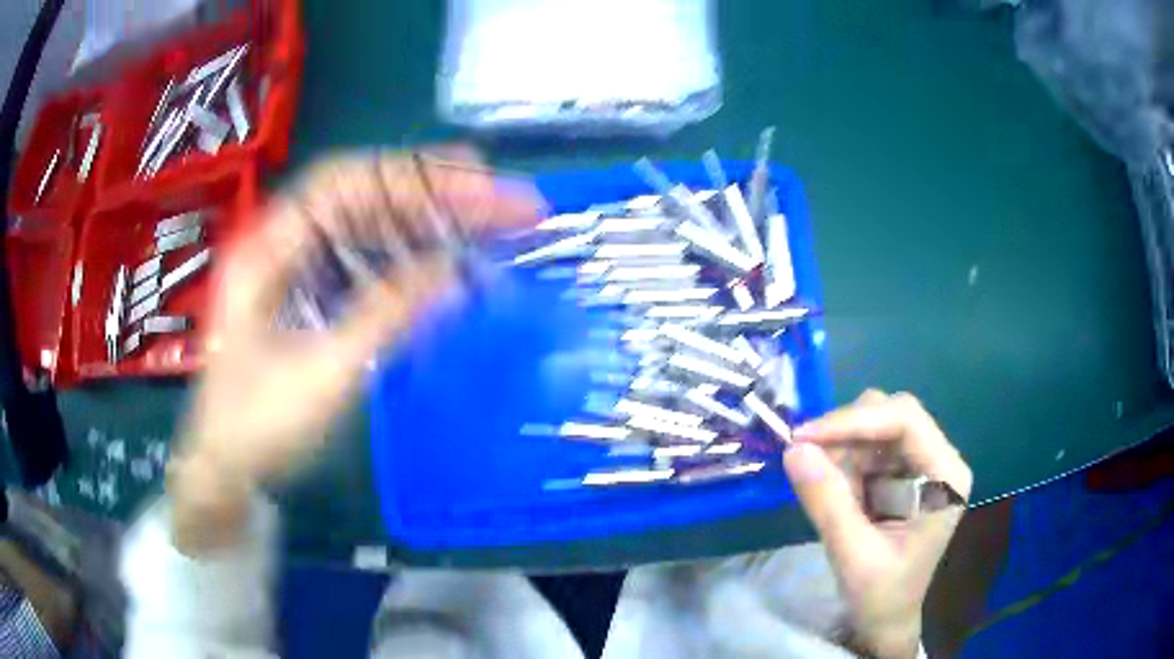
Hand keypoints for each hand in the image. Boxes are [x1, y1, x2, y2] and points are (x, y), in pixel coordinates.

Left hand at [167, 149, 542, 553]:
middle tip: (499, 202)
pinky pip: (361, 262)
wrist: (227, 470)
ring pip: (365, 228)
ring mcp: (294, 270)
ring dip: (424, 222)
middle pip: (363, 199)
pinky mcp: (308, 296)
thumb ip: (387, 317)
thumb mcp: (322, 374)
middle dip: (433, 195)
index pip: (345, 184)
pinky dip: (405, 257)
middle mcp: (280, 245)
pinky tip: (442, 260)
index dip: (410, 174)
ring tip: (485, 223)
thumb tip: (456, 274)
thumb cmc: (258, 426)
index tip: (475, 177)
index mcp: (267, 249)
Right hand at [783, 391, 972, 658]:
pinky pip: (867, 448)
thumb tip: (793, 449)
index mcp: (945, 477)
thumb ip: (827, 503)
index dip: (854, 421)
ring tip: (827, 490)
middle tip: (806, 457)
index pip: (906, 421)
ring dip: (843, 450)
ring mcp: (922, 465)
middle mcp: (939, 460)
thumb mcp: (852, 555)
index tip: (804, 437)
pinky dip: (843, 463)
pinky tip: (836, 493)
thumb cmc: (881, 596)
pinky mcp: (902, 473)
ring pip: (876, 426)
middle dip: (847, 433)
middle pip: (893, 414)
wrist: (886, 622)